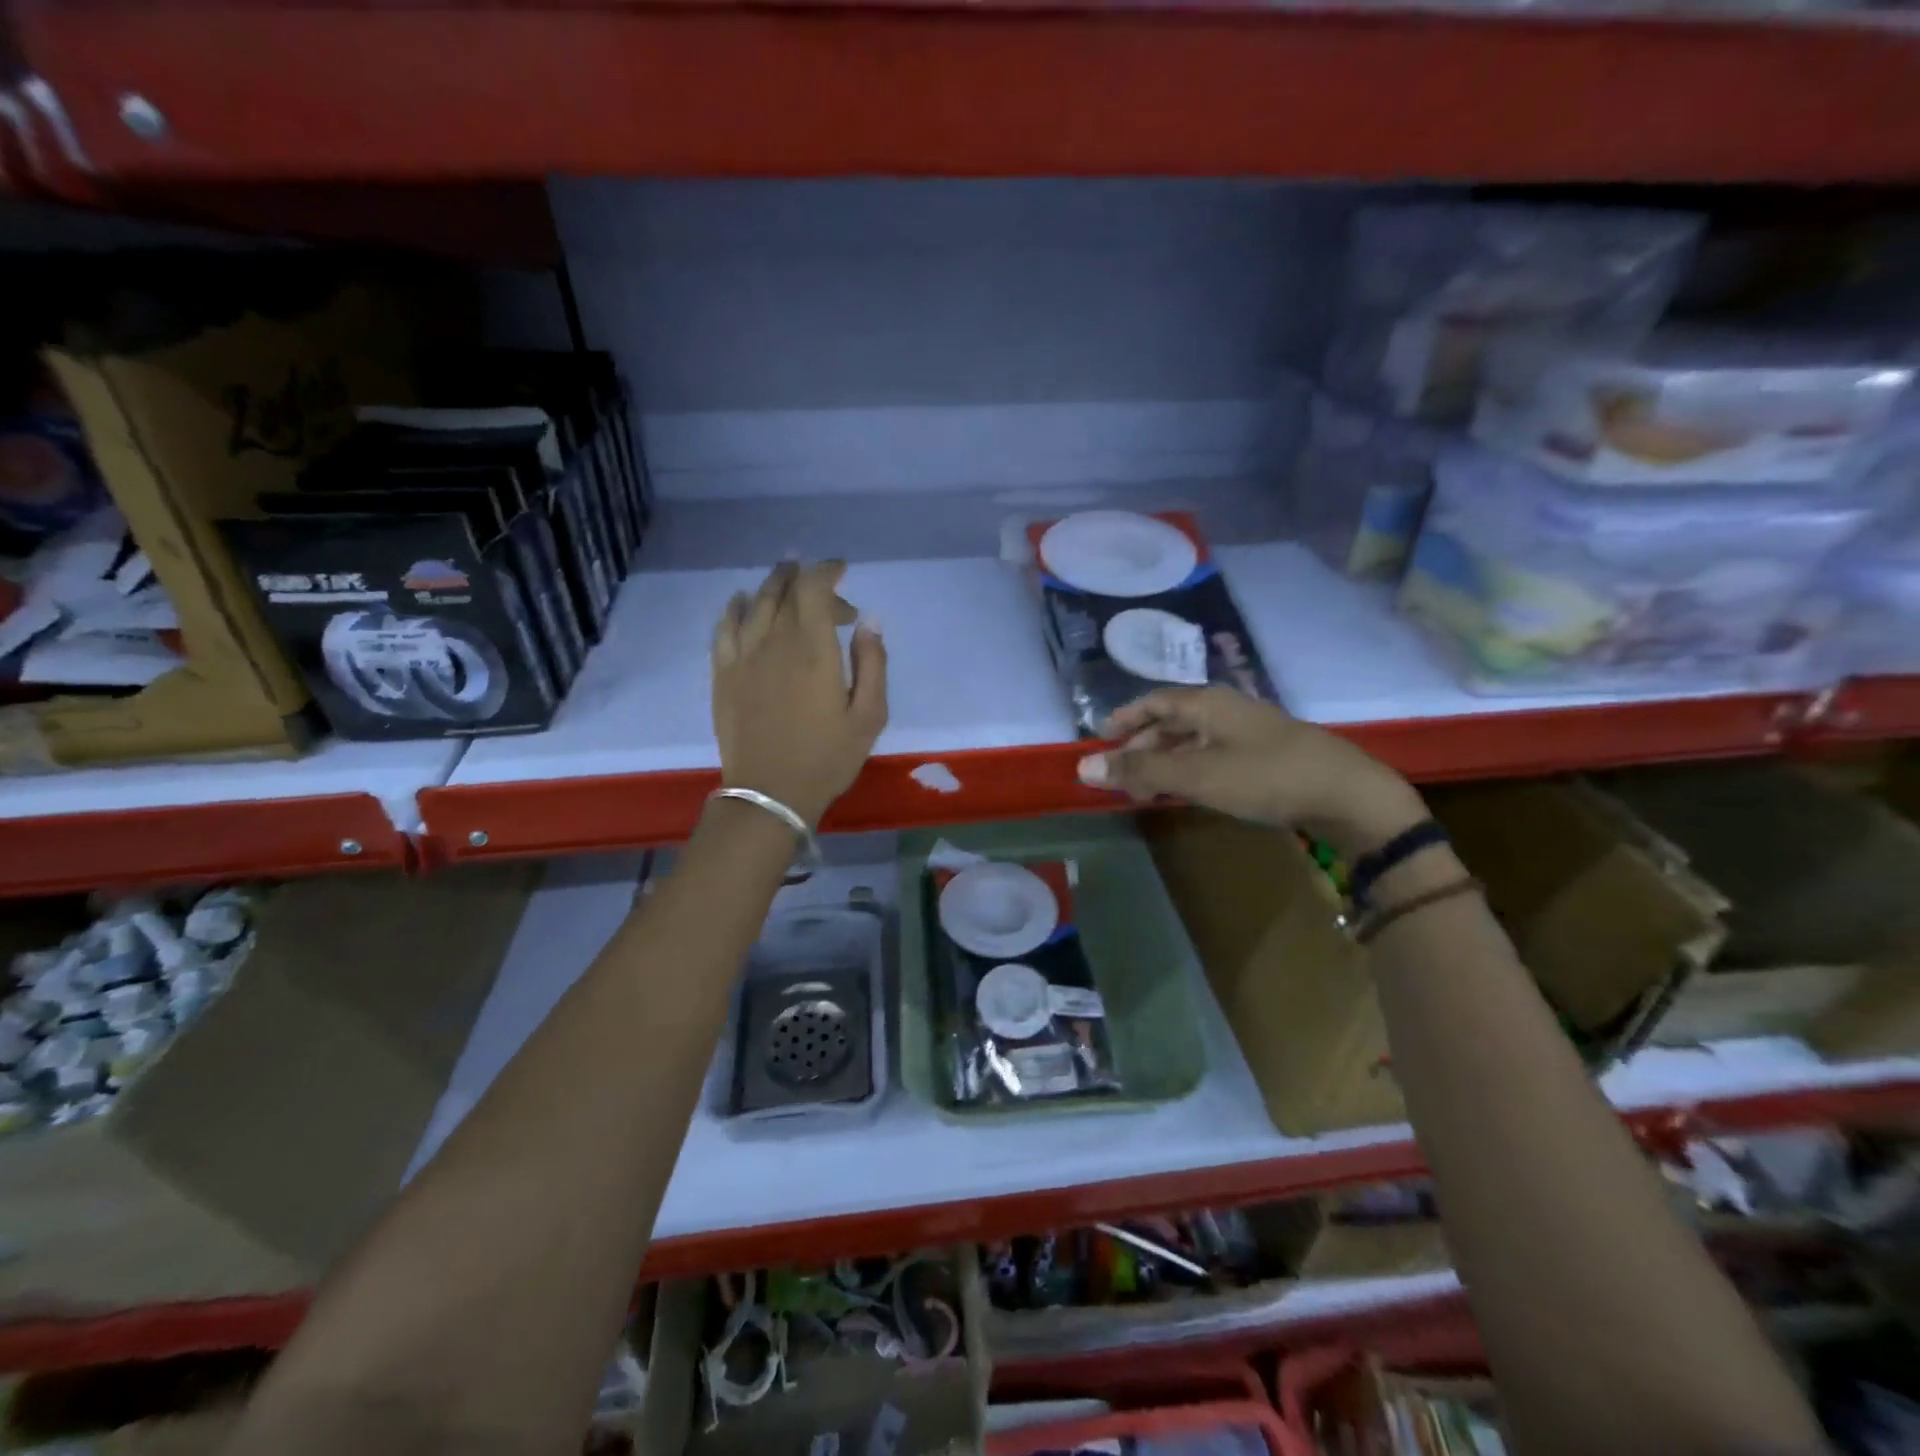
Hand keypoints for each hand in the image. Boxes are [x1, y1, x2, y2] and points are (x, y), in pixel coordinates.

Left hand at [712, 560, 887, 826]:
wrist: (770, 793)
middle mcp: (775, 642)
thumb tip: (869, 621)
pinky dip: (735, 608)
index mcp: (814, 650)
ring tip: (785, 575)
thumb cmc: (828, 757)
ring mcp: (743, 657)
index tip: (842, 570)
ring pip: (755, 603)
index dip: (827, 571)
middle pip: (785, 591)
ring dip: (772, 585)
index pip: (814, 589)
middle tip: (823, 584)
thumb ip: (872, 663)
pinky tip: (742, 603)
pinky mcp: (723, 674)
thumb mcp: (869, 716)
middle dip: (805, 578)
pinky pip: (724, 628)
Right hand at [1076, 686, 1425, 858]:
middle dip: (1142, 744)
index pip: (1154, 701)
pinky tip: (1190, 789)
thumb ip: (1141, 770)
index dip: (1124, 718)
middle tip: (1120, 772)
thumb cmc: (1266, 776)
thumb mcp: (1197, 774)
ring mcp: (1249, 732)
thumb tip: (1083, 768)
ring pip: (1193, 740)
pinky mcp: (1266, 756)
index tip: (1100, 738)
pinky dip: (1191, 769)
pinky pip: (1214, 755)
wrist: (1347, 795)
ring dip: (1165, 759)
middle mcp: (1226, 709)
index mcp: (1208, 703)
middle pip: (1172, 721)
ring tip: (1146, 786)